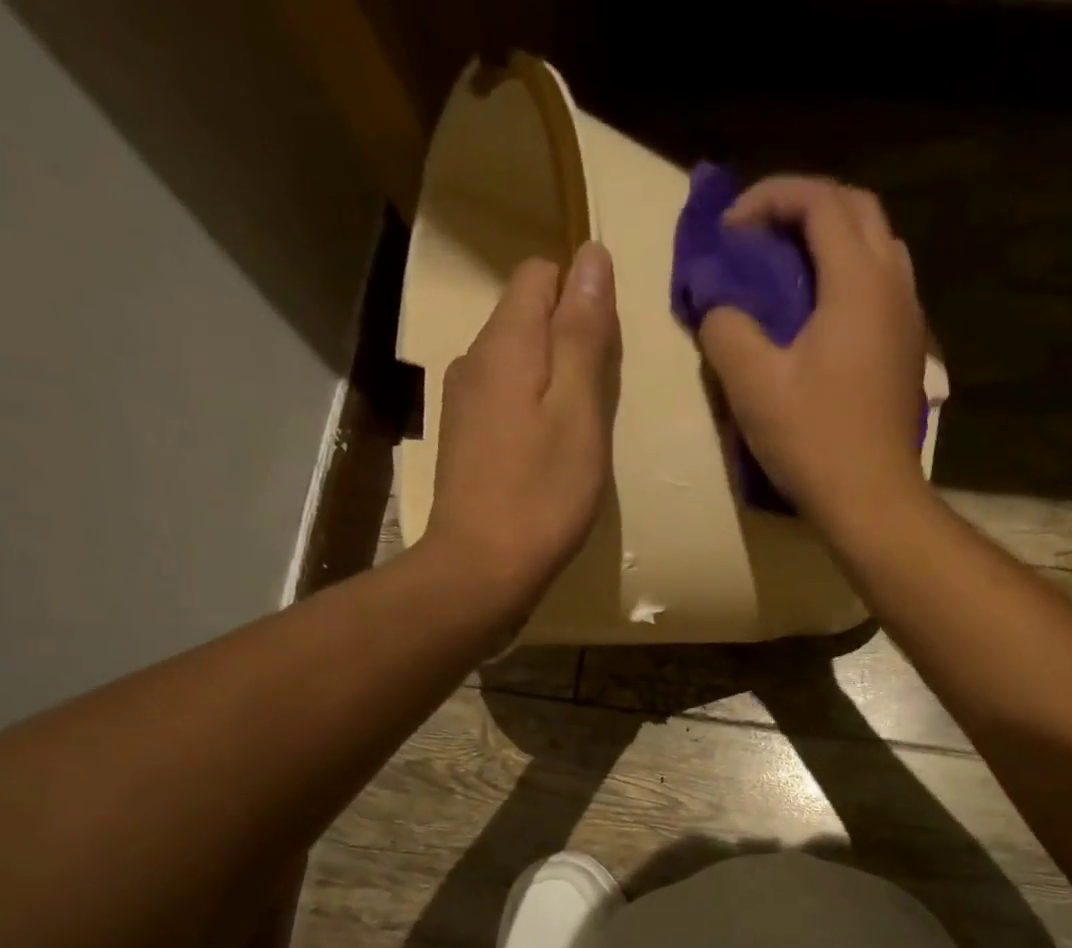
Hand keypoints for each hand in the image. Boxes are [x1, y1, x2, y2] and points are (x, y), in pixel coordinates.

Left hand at [423, 241, 619, 608]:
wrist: (482, 568)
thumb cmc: (543, 494)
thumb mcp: (579, 411)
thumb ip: (583, 333)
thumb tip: (591, 256)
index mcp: (505, 342)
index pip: (540, 274)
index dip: (580, 295)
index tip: (608, 350)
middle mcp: (473, 359)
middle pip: (526, 315)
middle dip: (569, 337)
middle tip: (601, 398)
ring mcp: (463, 401)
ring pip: (516, 360)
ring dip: (553, 377)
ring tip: (579, 429)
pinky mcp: (463, 439)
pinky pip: (504, 397)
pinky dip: (532, 407)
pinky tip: (547, 451)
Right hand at [699, 176, 928, 527]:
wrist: (872, 500)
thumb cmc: (814, 440)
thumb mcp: (753, 384)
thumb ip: (726, 328)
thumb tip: (718, 307)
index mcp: (857, 280)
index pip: (818, 200)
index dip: (768, 199)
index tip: (729, 231)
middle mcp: (893, 283)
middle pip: (856, 209)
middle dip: (804, 208)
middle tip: (760, 238)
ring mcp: (909, 318)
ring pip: (876, 246)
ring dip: (831, 241)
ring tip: (788, 271)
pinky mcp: (908, 350)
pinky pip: (882, 286)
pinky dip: (848, 277)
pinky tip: (819, 316)